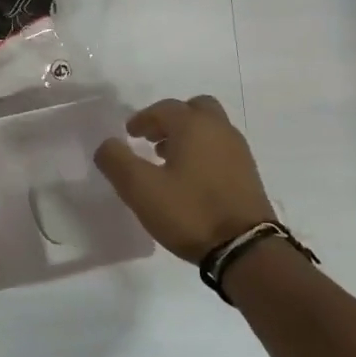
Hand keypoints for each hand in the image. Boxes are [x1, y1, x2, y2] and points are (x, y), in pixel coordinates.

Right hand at [94, 96, 277, 262]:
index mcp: (194, 126)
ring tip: (167, 160)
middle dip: (171, 120)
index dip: (143, 118)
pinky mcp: (248, 173)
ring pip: (210, 129)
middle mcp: (220, 129)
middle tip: (152, 139)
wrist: (244, 247)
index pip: (164, 109)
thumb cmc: (189, 212)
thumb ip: (117, 162)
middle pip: (194, 109)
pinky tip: (190, 179)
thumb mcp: (140, 189)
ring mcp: (238, 151)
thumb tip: (107, 145)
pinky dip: (203, 151)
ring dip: (187, 136)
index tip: (129, 134)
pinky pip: (220, 148)